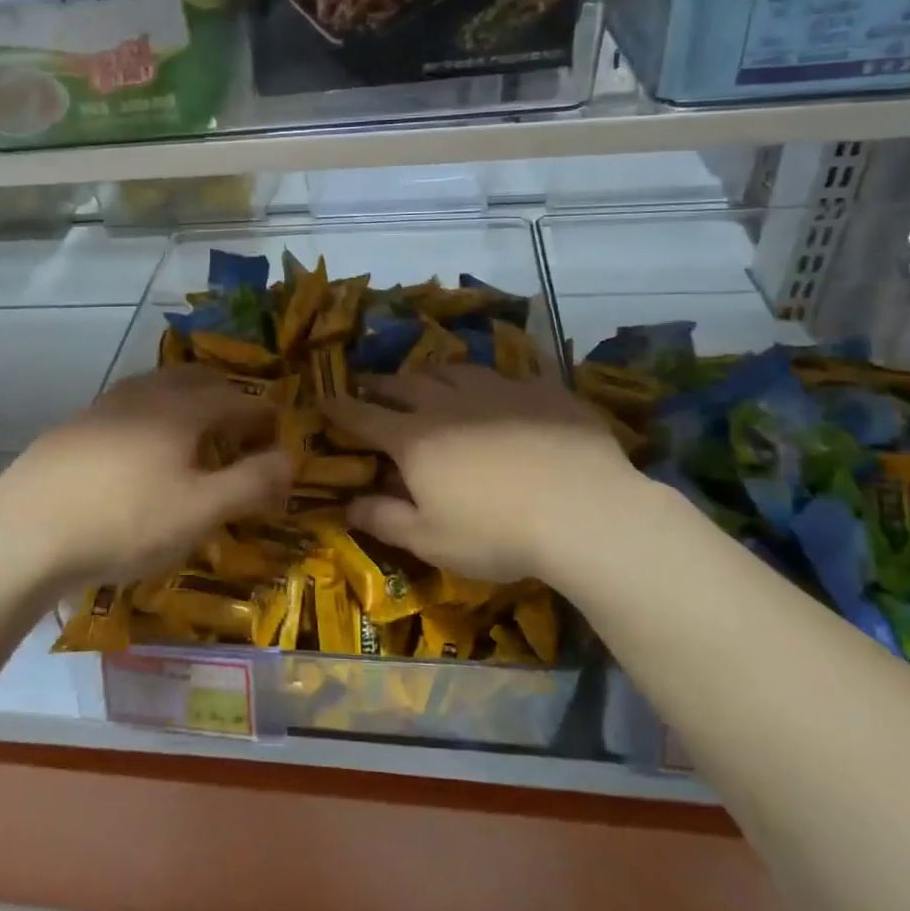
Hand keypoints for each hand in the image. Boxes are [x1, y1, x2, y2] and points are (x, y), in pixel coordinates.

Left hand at [0, 366, 292, 592]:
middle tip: (239, 424)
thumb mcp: (200, 512)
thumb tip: (291, 459)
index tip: (277, 432)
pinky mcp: (70, 429)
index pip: (236, 398)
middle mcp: (142, 395)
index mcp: (179, 409)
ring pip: (154, 389)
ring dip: (183, 402)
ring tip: (193, 432)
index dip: (263, 414)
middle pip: (193, 379)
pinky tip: (137, 451)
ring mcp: (100, 409)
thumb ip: (252, 483)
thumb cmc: (125, 523)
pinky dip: (148, 418)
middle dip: (224, 396)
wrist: (23, 536)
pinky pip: (123, 410)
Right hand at [324, 366, 647, 587]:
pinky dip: (490, 380)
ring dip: (432, 374)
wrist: (584, 512)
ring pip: (454, 370)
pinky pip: (507, 374)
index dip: (341, 408)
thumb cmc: (496, 533)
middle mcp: (449, 405)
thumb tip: (348, 504)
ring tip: (428, 380)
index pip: (365, 416)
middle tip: (372, 386)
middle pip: (405, 384)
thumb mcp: (430, 540)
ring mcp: (497, 391)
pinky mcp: (541, 390)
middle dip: (382, 384)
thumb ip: (384, 519)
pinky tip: (498, 388)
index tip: (325, 400)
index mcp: (415, 439)